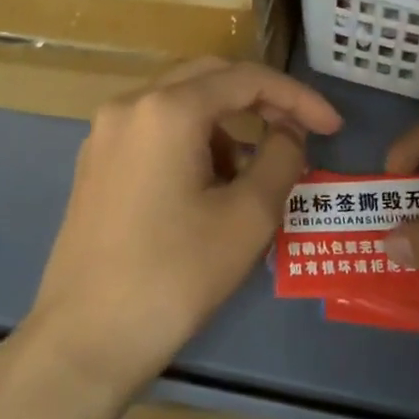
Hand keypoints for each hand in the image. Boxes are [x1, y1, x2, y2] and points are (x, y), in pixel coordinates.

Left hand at [27, 58, 341, 395]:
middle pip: (209, 78)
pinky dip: (193, 140)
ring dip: (226, 124)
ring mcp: (105, 133)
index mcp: (166, 110)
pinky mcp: (95, 162)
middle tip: (298, 132)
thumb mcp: (248, 217)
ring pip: (180, 103)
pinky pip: (155, 129)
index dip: (297, 98)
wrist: (85, 339)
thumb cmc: (174, 276)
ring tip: (252, 173)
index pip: (246, 79)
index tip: (333, 127)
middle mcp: (129, 105)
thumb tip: (289, 133)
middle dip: (260, 100)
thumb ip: (281, 158)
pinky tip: (209, 185)